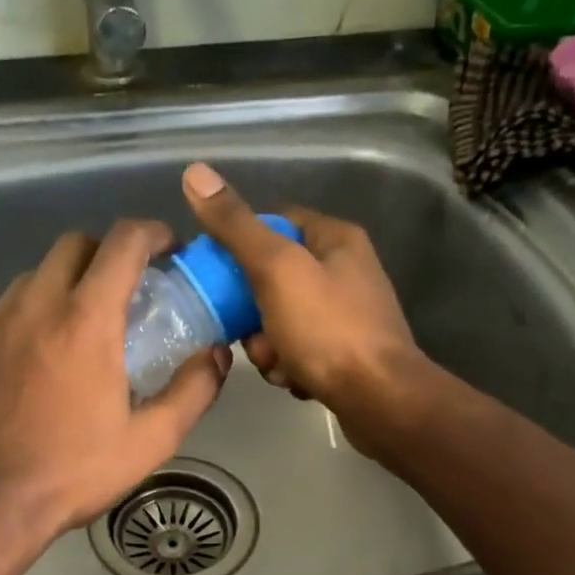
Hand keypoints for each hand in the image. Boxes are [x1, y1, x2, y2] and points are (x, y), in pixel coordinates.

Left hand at [0, 221, 229, 541]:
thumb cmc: (72, 474)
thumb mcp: (149, 442)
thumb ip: (192, 391)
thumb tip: (216, 356)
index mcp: (86, 321)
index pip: (123, 243)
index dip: (152, 233)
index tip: (167, 248)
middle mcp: (35, 306)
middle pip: (73, 245)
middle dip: (105, 254)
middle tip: (124, 290)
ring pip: (33, 277)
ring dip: (63, 285)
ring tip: (76, 327)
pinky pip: (0, 312)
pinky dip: (25, 319)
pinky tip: (31, 361)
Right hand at [181, 163, 421, 422]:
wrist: (380, 401)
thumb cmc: (328, 330)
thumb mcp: (276, 270)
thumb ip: (235, 227)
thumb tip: (195, 173)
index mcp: (335, 238)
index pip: (274, 222)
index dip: (239, 244)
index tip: (216, 274)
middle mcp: (345, 270)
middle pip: (274, 278)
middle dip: (252, 311)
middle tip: (250, 335)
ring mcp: (348, 314)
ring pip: (282, 319)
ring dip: (268, 345)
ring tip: (277, 364)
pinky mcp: (346, 352)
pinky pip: (300, 349)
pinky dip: (290, 365)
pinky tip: (295, 381)